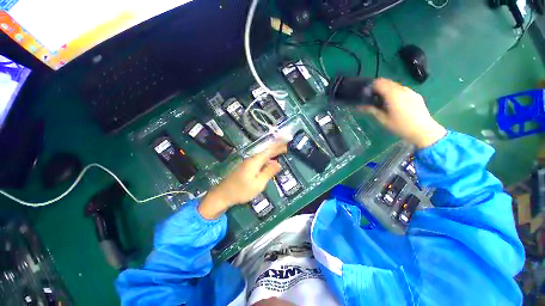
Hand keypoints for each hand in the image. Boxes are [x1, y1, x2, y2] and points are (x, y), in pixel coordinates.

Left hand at [199, 142, 287, 219]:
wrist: (222, 194)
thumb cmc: (241, 190)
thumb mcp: (258, 184)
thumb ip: (268, 172)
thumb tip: (278, 163)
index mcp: (255, 161)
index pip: (269, 150)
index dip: (278, 146)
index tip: (287, 142)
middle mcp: (251, 159)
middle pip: (266, 151)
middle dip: (276, 148)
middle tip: (286, 146)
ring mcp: (247, 163)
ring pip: (262, 155)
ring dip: (272, 153)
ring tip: (280, 151)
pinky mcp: (246, 167)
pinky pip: (259, 160)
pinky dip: (266, 158)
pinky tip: (269, 161)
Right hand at [359, 78, 446, 148]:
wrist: (423, 130)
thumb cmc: (400, 126)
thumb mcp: (382, 119)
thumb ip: (371, 110)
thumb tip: (359, 106)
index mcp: (393, 94)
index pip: (379, 82)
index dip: (371, 87)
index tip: (366, 95)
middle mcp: (402, 89)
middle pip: (387, 82)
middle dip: (378, 88)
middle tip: (373, 99)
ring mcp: (410, 91)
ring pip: (395, 86)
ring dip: (387, 91)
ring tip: (384, 103)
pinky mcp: (415, 95)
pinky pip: (402, 90)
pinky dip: (395, 93)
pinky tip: (395, 104)